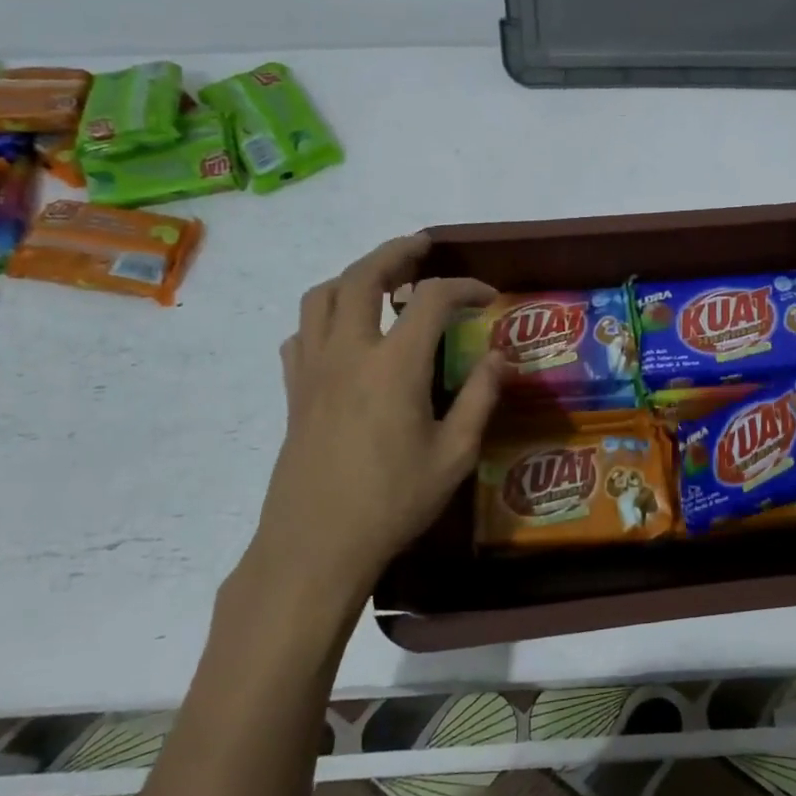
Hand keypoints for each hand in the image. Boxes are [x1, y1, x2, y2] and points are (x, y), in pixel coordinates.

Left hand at [242, 234, 500, 612]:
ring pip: (320, 296)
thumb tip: (500, 359)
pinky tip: (343, 336)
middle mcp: (348, 353)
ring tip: (381, 283)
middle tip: (423, 249)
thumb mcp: (454, 455)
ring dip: (353, 276)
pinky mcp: (294, 392)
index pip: (431, 299)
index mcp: (394, 366)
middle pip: (362, 276)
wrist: (316, 546)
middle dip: (396, 252)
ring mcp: (313, 370)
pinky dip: (323, 318)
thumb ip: (479, 399)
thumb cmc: (392, 503)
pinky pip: (301, 335)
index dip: (464, 286)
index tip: (488, 296)